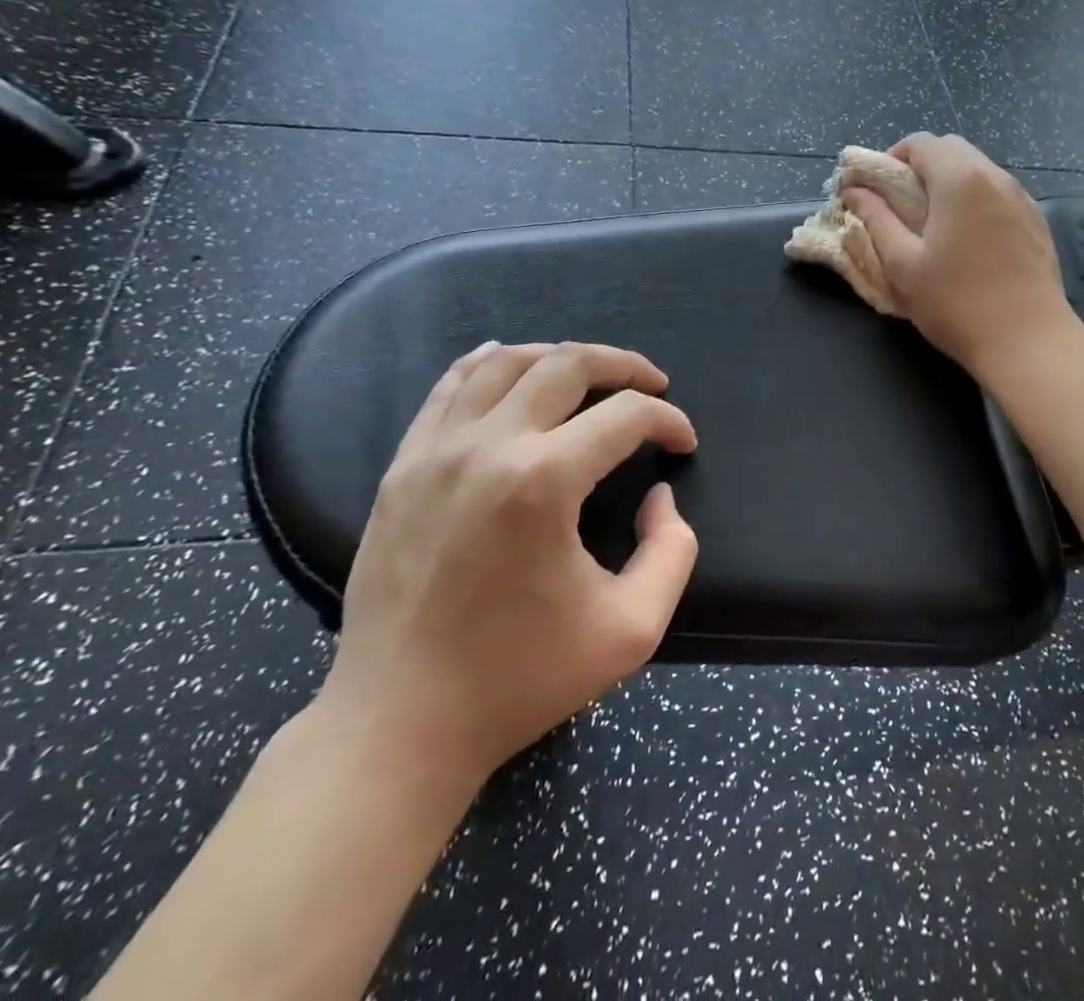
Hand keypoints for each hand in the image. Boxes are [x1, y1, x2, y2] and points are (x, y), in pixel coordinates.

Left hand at [316, 342, 699, 791]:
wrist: (399, 725)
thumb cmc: (521, 680)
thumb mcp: (632, 629)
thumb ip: (673, 550)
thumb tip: (660, 494)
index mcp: (543, 483)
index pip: (626, 417)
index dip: (668, 421)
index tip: (684, 444)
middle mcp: (487, 447)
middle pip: (568, 364)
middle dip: (624, 366)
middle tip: (653, 385)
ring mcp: (435, 452)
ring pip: (506, 362)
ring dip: (561, 357)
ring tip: (593, 375)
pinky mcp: (402, 467)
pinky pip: (449, 387)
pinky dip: (489, 363)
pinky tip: (510, 363)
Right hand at [840, 133, 1076, 378]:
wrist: (1029, 342)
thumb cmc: (956, 304)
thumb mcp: (903, 265)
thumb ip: (876, 220)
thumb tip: (855, 192)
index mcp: (960, 179)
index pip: (920, 143)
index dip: (890, 159)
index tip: (875, 191)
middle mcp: (995, 177)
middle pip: (951, 149)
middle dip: (919, 168)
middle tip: (899, 206)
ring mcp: (1021, 198)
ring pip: (977, 170)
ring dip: (948, 183)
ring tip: (931, 224)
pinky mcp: (1036, 221)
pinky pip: (997, 193)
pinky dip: (974, 200)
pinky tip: (966, 240)